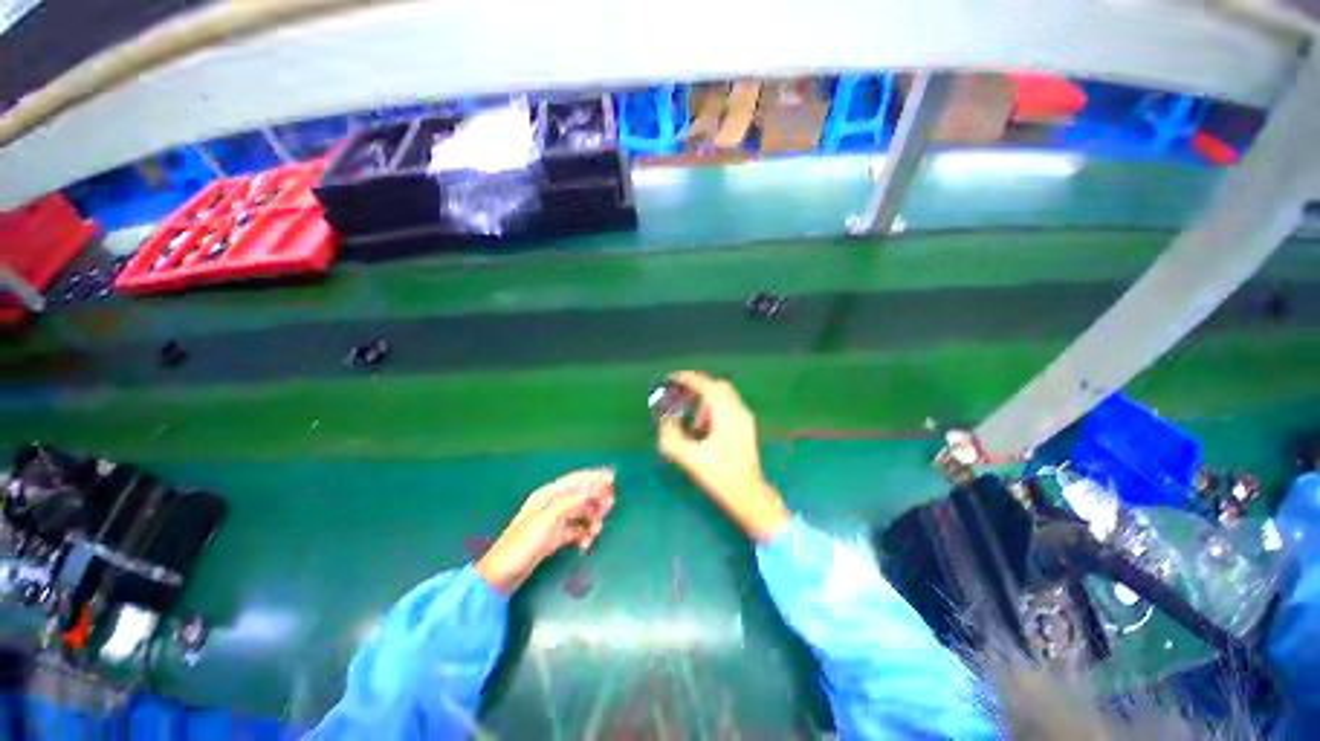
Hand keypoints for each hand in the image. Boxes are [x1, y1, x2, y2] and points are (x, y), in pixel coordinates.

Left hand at [476, 469, 615, 592]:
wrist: (501, 577)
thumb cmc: (522, 545)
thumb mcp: (546, 521)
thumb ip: (570, 502)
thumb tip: (593, 487)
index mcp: (548, 495)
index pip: (576, 480)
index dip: (594, 477)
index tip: (613, 477)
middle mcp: (552, 504)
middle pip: (580, 496)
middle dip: (596, 500)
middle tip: (609, 507)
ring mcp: (553, 521)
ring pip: (580, 513)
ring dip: (591, 520)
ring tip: (596, 532)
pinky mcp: (554, 537)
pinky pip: (576, 530)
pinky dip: (583, 534)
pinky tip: (586, 543)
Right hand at [657, 371, 789, 541]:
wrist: (748, 493)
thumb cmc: (720, 476)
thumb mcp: (690, 458)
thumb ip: (672, 437)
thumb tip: (664, 420)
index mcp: (726, 416)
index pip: (708, 386)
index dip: (689, 379)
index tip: (674, 378)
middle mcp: (739, 412)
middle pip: (718, 387)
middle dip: (698, 388)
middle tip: (682, 396)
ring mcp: (745, 419)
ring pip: (724, 397)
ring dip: (706, 402)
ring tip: (694, 422)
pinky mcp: (746, 427)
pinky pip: (728, 407)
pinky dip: (714, 410)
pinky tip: (705, 429)